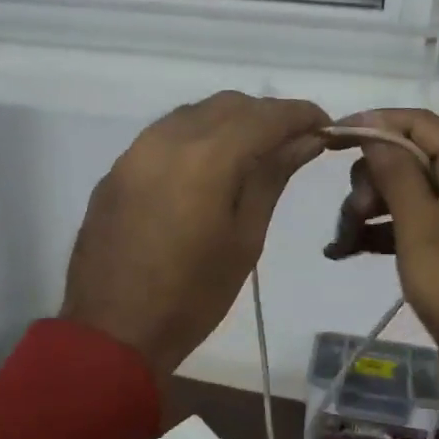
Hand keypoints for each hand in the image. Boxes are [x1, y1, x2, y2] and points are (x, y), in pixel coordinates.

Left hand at [62, 91, 328, 377]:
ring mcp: (134, 152)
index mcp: (205, 157)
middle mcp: (166, 139)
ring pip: (192, 115)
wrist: (111, 332)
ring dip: (228, 124)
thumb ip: (272, 178)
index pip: (265, 116)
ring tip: (252, 156)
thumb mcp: (244, 239)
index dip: (301, 114)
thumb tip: (306, 139)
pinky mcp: (115, 171)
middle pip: (227, 105)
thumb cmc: (192, 296)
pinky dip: (195, 140)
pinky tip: (205, 172)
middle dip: (265, 116)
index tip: (326, 125)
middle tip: (292, 145)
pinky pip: (163, 136)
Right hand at [326, 110, 438, 420]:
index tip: (329, 137)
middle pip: (406, 159)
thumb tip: (372, 130)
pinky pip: (406, 224)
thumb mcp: (422, 227)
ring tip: (341, 244)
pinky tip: (343, 251)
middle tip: (350, 216)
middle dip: (368, 182)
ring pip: (401, 193)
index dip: (372, 123)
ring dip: (365, 211)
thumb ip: (396, 174)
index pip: (418, 124)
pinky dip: (376, 233)